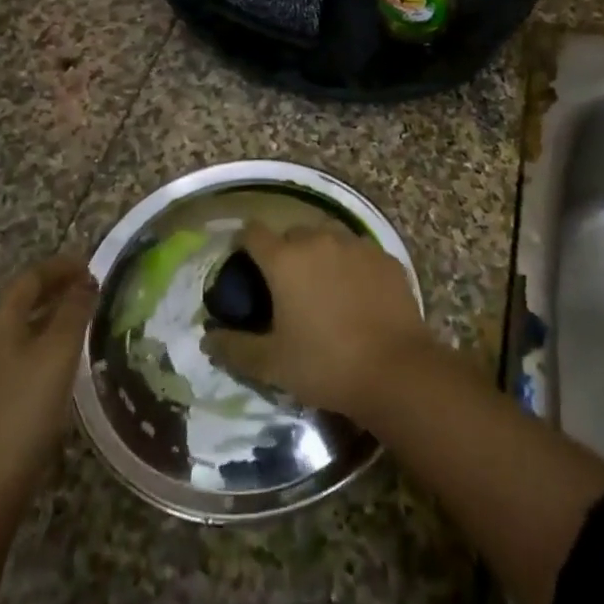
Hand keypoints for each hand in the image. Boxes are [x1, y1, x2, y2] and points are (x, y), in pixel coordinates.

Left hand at [0, 256, 97, 515]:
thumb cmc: (24, 409)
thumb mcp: (58, 353)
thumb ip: (74, 311)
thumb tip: (86, 280)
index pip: (30, 278)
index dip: (60, 266)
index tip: (91, 263)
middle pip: (21, 300)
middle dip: (55, 288)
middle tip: (90, 286)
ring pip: (19, 327)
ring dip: (50, 315)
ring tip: (82, 317)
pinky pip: (17, 351)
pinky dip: (42, 340)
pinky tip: (61, 358)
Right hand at [204, 222, 428, 417]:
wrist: (395, 370)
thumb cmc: (325, 365)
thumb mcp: (271, 364)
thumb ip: (234, 347)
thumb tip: (207, 337)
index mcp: (285, 259)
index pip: (252, 232)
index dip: (244, 244)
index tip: (243, 265)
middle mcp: (319, 240)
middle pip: (292, 233)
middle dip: (284, 252)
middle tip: (285, 286)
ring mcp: (356, 244)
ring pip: (328, 237)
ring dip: (319, 254)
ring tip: (322, 287)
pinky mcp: (385, 257)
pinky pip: (358, 251)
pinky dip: (351, 264)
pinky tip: (356, 293)